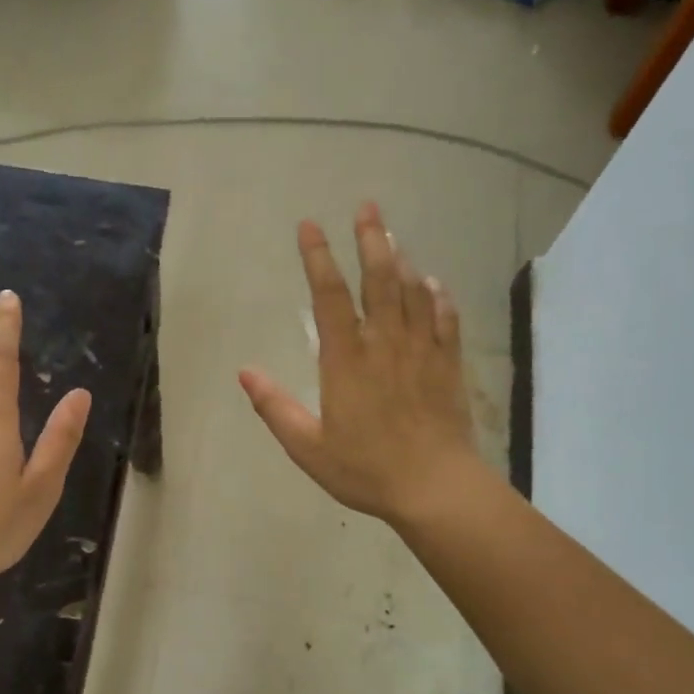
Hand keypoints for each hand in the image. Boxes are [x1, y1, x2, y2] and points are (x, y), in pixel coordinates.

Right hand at [240, 202, 478, 528]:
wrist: (434, 487)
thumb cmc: (366, 469)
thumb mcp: (308, 447)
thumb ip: (275, 407)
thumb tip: (244, 372)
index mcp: (346, 360)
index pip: (329, 296)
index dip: (318, 257)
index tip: (309, 226)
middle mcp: (385, 344)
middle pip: (378, 280)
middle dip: (371, 239)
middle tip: (367, 207)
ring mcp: (422, 351)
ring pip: (413, 293)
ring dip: (401, 260)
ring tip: (392, 236)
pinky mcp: (448, 366)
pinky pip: (446, 320)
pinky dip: (438, 297)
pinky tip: (433, 284)